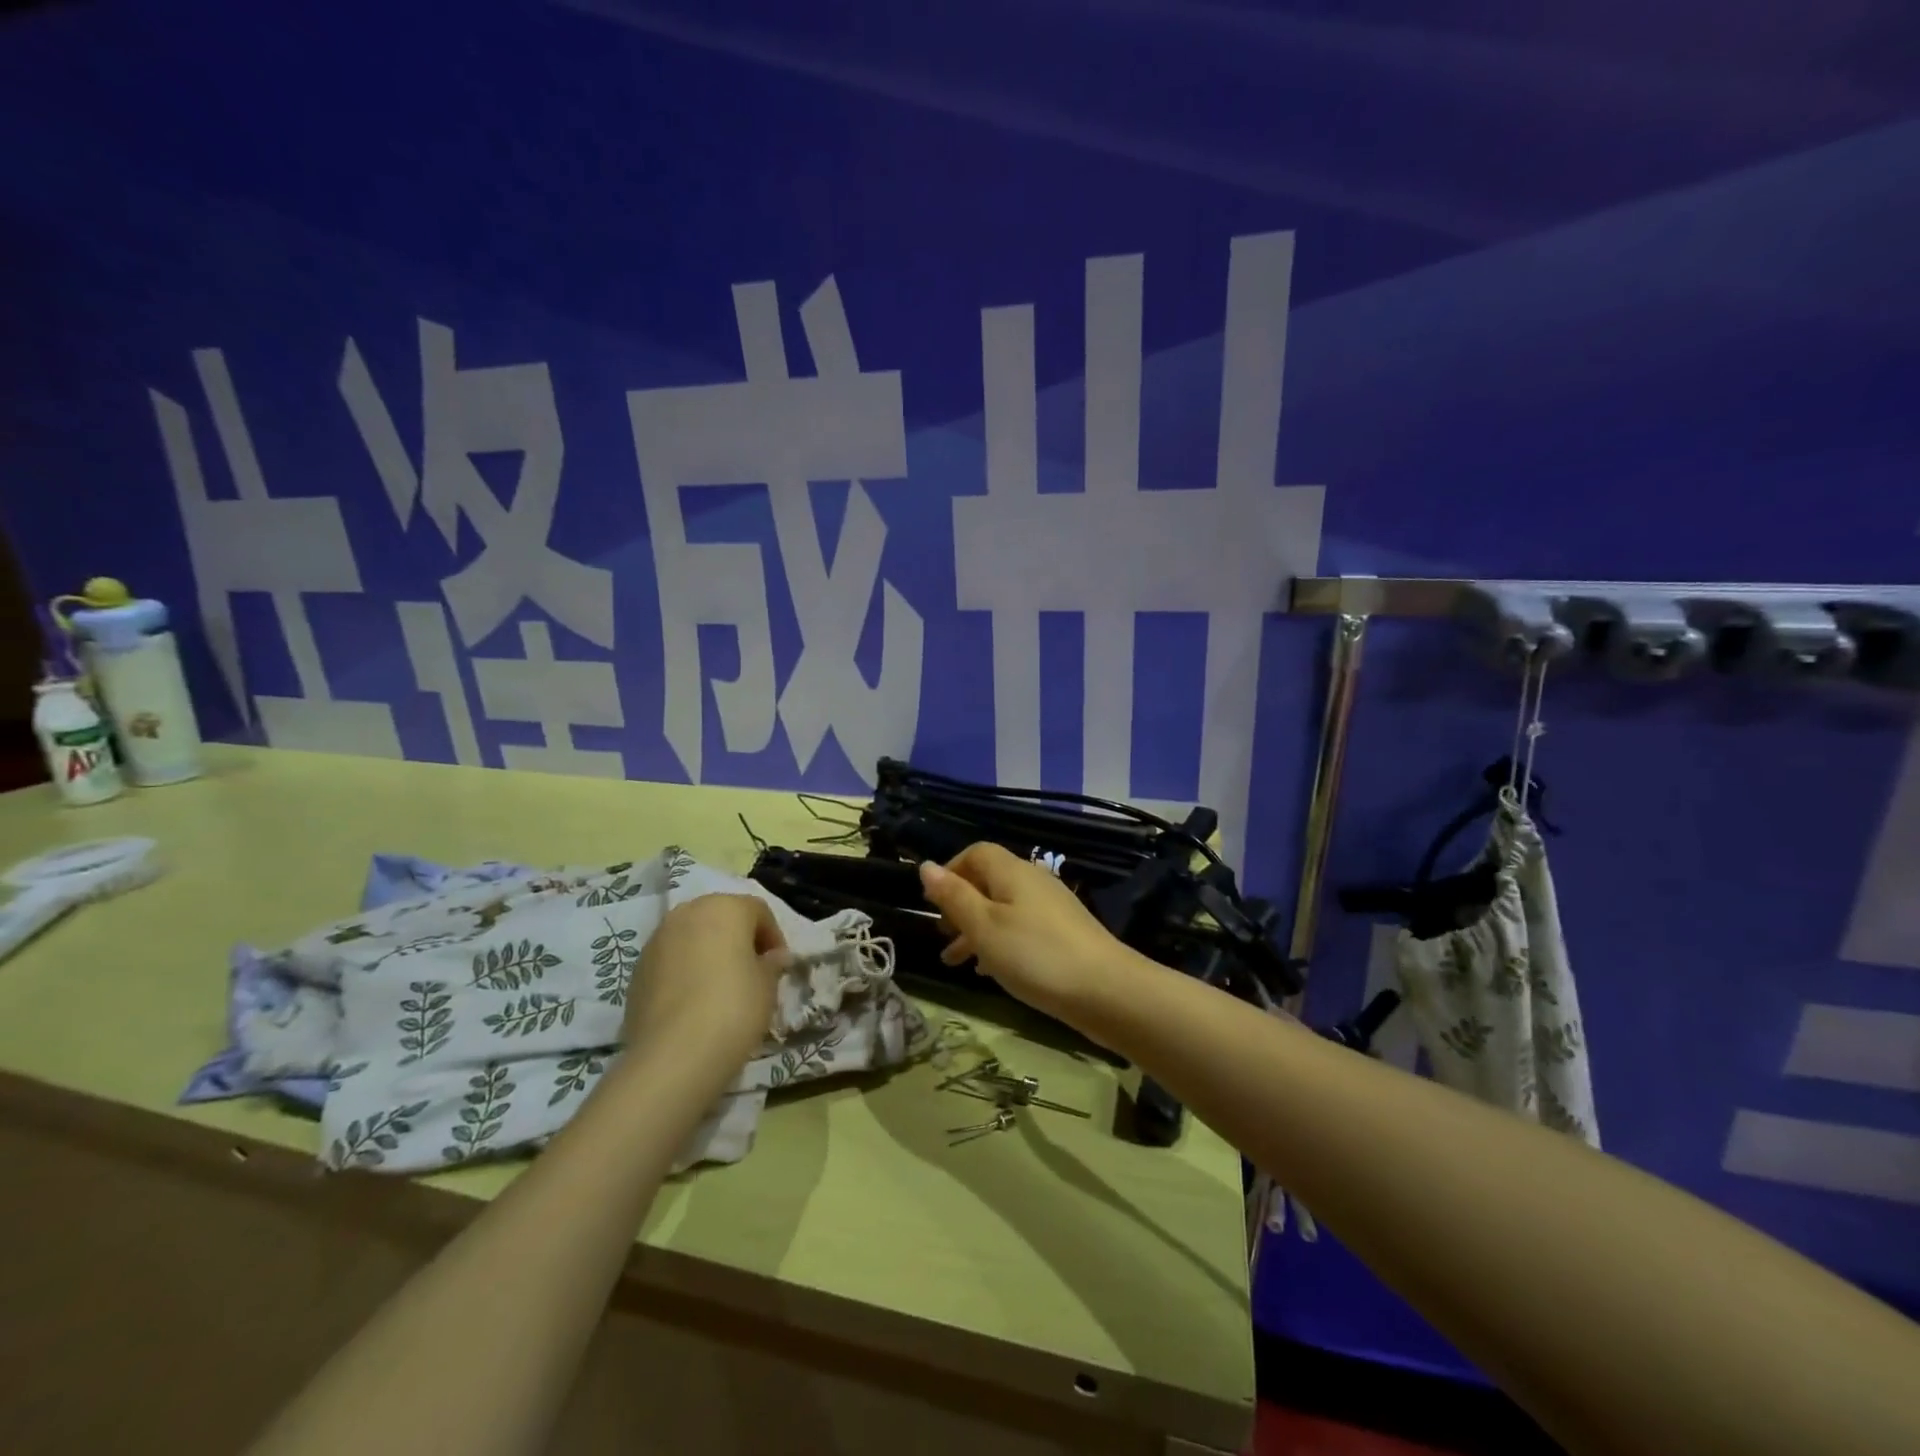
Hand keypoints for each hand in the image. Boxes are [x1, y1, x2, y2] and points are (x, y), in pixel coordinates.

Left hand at [623, 894, 788, 1073]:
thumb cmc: (734, 1007)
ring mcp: (657, 940)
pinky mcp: (637, 969)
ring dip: (709, 952)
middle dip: (738, 939)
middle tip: (752, 971)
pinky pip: (671, 960)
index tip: (779, 966)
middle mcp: (688, 913)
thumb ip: (772, 964)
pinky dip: (685, 970)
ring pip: (692, 936)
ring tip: (721, 986)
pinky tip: (694, 1001)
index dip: (773, 936)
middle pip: (721, 917)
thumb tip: (774, 957)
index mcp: (725, 908)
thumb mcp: (767, 986)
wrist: (674, 1055)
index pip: (758, 911)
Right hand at [918, 843, 1127, 1023]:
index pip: (976, 853)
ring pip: (1003, 909)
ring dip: (976, 929)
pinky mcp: (1063, 934)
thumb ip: (954, 896)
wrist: (1106, 990)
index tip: (931, 902)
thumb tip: (926, 866)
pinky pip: (1021, 928)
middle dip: (960, 905)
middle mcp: (1032, 881)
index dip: (950, 871)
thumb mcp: (984, 927)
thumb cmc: (1034, 954)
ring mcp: (1051, 908)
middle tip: (941, 934)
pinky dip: (1000, 943)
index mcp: (1011, 871)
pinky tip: (990, 971)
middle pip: (989, 881)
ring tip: (955, 961)